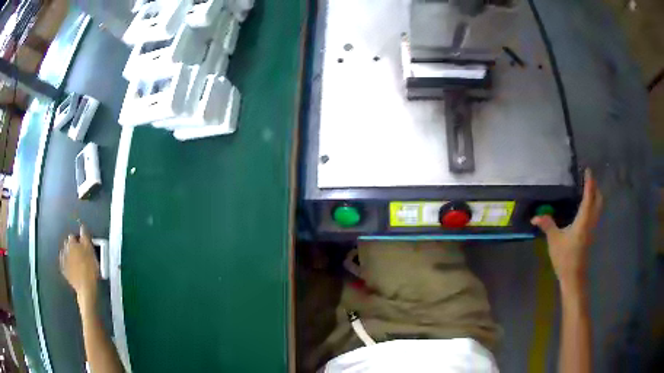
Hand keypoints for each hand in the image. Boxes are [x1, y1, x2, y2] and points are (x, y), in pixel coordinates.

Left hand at [60, 225, 99, 303]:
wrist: (86, 288)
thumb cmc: (90, 268)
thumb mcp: (90, 250)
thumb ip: (85, 237)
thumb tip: (82, 227)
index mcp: (71, 242)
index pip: (73, 236)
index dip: (78, 240)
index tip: (83, 245)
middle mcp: (65, 249)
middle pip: (68, 244)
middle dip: (72, 247)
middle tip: (80, 254)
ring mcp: (63, 261)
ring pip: (65, 254)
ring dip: (69, 255)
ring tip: (76, 261)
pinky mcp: (64, 272)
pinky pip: (64, 264)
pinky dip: (67, 264)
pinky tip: (72, 268)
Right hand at [531, 169, 602, 293]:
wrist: (573, 276)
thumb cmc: (565, 257)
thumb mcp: (554, 240)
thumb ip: (547, 225)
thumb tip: (535, 216)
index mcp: (583, 220)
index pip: (589, 197)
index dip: (589, 183)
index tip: (588, 170)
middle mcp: (591, 221)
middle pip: (598, 200)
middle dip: (595, 187)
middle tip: (588, 179)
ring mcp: (592, 228)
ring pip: (598, 207)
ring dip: (596, 196)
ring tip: (588, 189)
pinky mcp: (591, 234)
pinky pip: (595, 213)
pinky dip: (593, 205)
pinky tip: (586, 206)